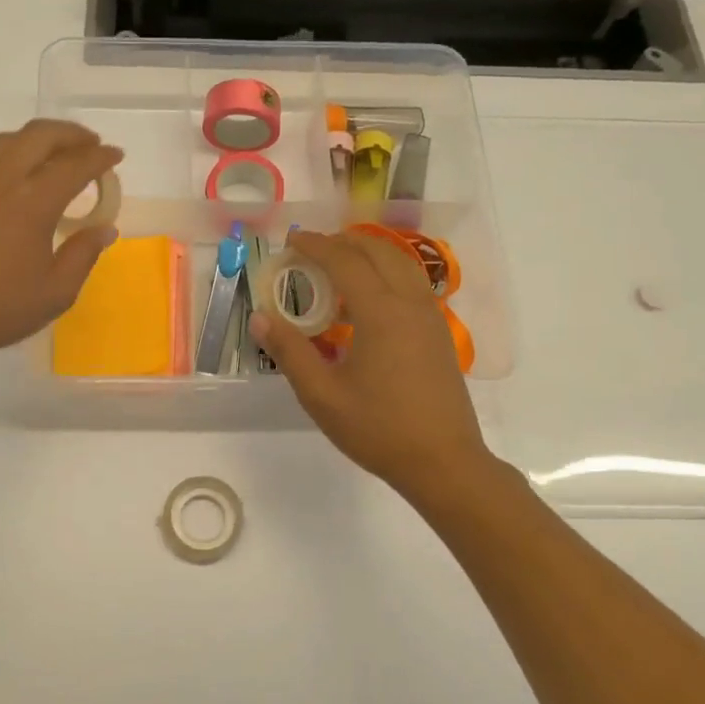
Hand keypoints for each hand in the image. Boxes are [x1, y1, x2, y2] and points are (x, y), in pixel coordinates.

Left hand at [0, 120, 120, 375]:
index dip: (99, 157)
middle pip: (39, 136)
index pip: (73, 165)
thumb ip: (83, 255)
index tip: (116, 156)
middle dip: (71, 134)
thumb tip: (104, 229)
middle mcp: (2, 182)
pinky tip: (24, 176)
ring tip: (59, 153)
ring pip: (10, 140)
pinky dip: (16, 151)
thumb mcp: (55, 292)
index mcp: (32, 203)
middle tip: (92, 146)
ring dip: (40, 137)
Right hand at [250, 231, 497, 502]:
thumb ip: (290, 351)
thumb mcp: (322, 395)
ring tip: (339, 266)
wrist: (444, 462)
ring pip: (401, 264)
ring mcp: (431, 317)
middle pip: (378, 252)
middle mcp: (410, 303)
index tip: (291, 241)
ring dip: (369, 254)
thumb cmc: (378, 429)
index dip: (316, 245)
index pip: (345, 260)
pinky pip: (412, 284)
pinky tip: (368, 301)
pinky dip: (386, 274)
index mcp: (381, 312)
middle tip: (312, 249)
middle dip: (343, 242)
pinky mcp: (439, 333)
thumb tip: (261, 317)